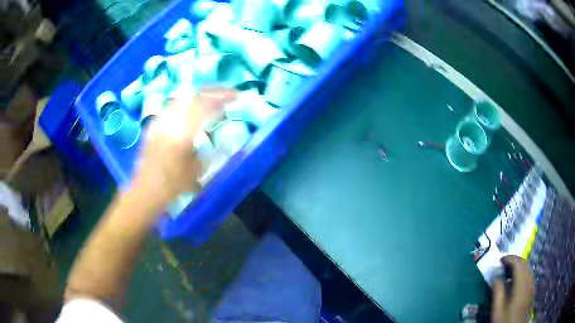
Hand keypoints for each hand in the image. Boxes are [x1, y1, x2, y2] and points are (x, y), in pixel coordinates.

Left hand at [130, 87, 236, 208]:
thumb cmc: (173, 185)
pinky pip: (173, 105)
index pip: (206, 105)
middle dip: (213, 91)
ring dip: (200, 94)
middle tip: (227, 92)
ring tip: (212, 96)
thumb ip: (207, 149)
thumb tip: (214, 134)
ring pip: (182, 97)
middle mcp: (170, 121)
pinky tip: (191, 106)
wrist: (146, 189)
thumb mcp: (196, 170)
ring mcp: (161, 120)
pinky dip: (186, 102)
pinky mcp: (154, 124)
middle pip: (194, 95)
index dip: (222, 97)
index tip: (236, 96)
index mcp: (182, 133)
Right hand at [491, 255, 534, 322]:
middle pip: (524, 263)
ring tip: (508, 273)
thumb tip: (496, 278)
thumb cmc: (506, 319)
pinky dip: (522, 272)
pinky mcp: (532, 288)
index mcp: (521, 283)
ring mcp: (531, 284)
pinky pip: (528, 274)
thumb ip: (497, 292)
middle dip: (514, 261)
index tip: (500, 260)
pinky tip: (515, 282)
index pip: (518, 263)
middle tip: (503, 265)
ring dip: (518, 266)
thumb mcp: (498, 309)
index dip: (509, 258)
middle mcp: (529, 279)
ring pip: (527, 268)